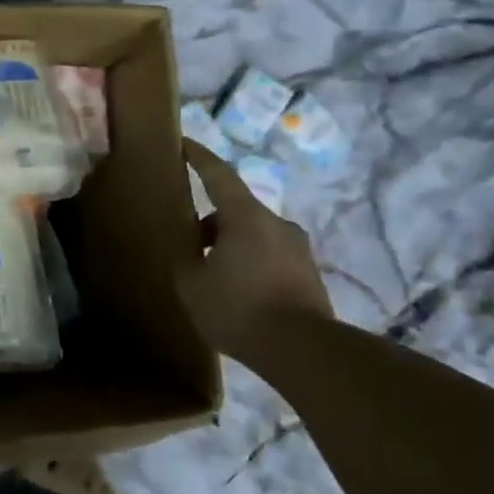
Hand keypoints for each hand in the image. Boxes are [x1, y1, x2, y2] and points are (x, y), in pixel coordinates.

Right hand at [176, 140, 332, 364]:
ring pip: (253, 235)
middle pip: (235, 210)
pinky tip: (238, 295)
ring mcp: (298, 249)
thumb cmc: (239, 308)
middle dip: (210, 223)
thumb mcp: (191, 285)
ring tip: (212, 277)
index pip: (218, 175)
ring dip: (230, 247)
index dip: (199, 158)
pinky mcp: (309, 275)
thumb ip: (186, 261)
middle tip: (189, 246)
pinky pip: (269, 258)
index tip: (184, 143)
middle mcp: (276, 224)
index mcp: (245, 216)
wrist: (302, 350)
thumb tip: (192, 255)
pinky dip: (249, 266)